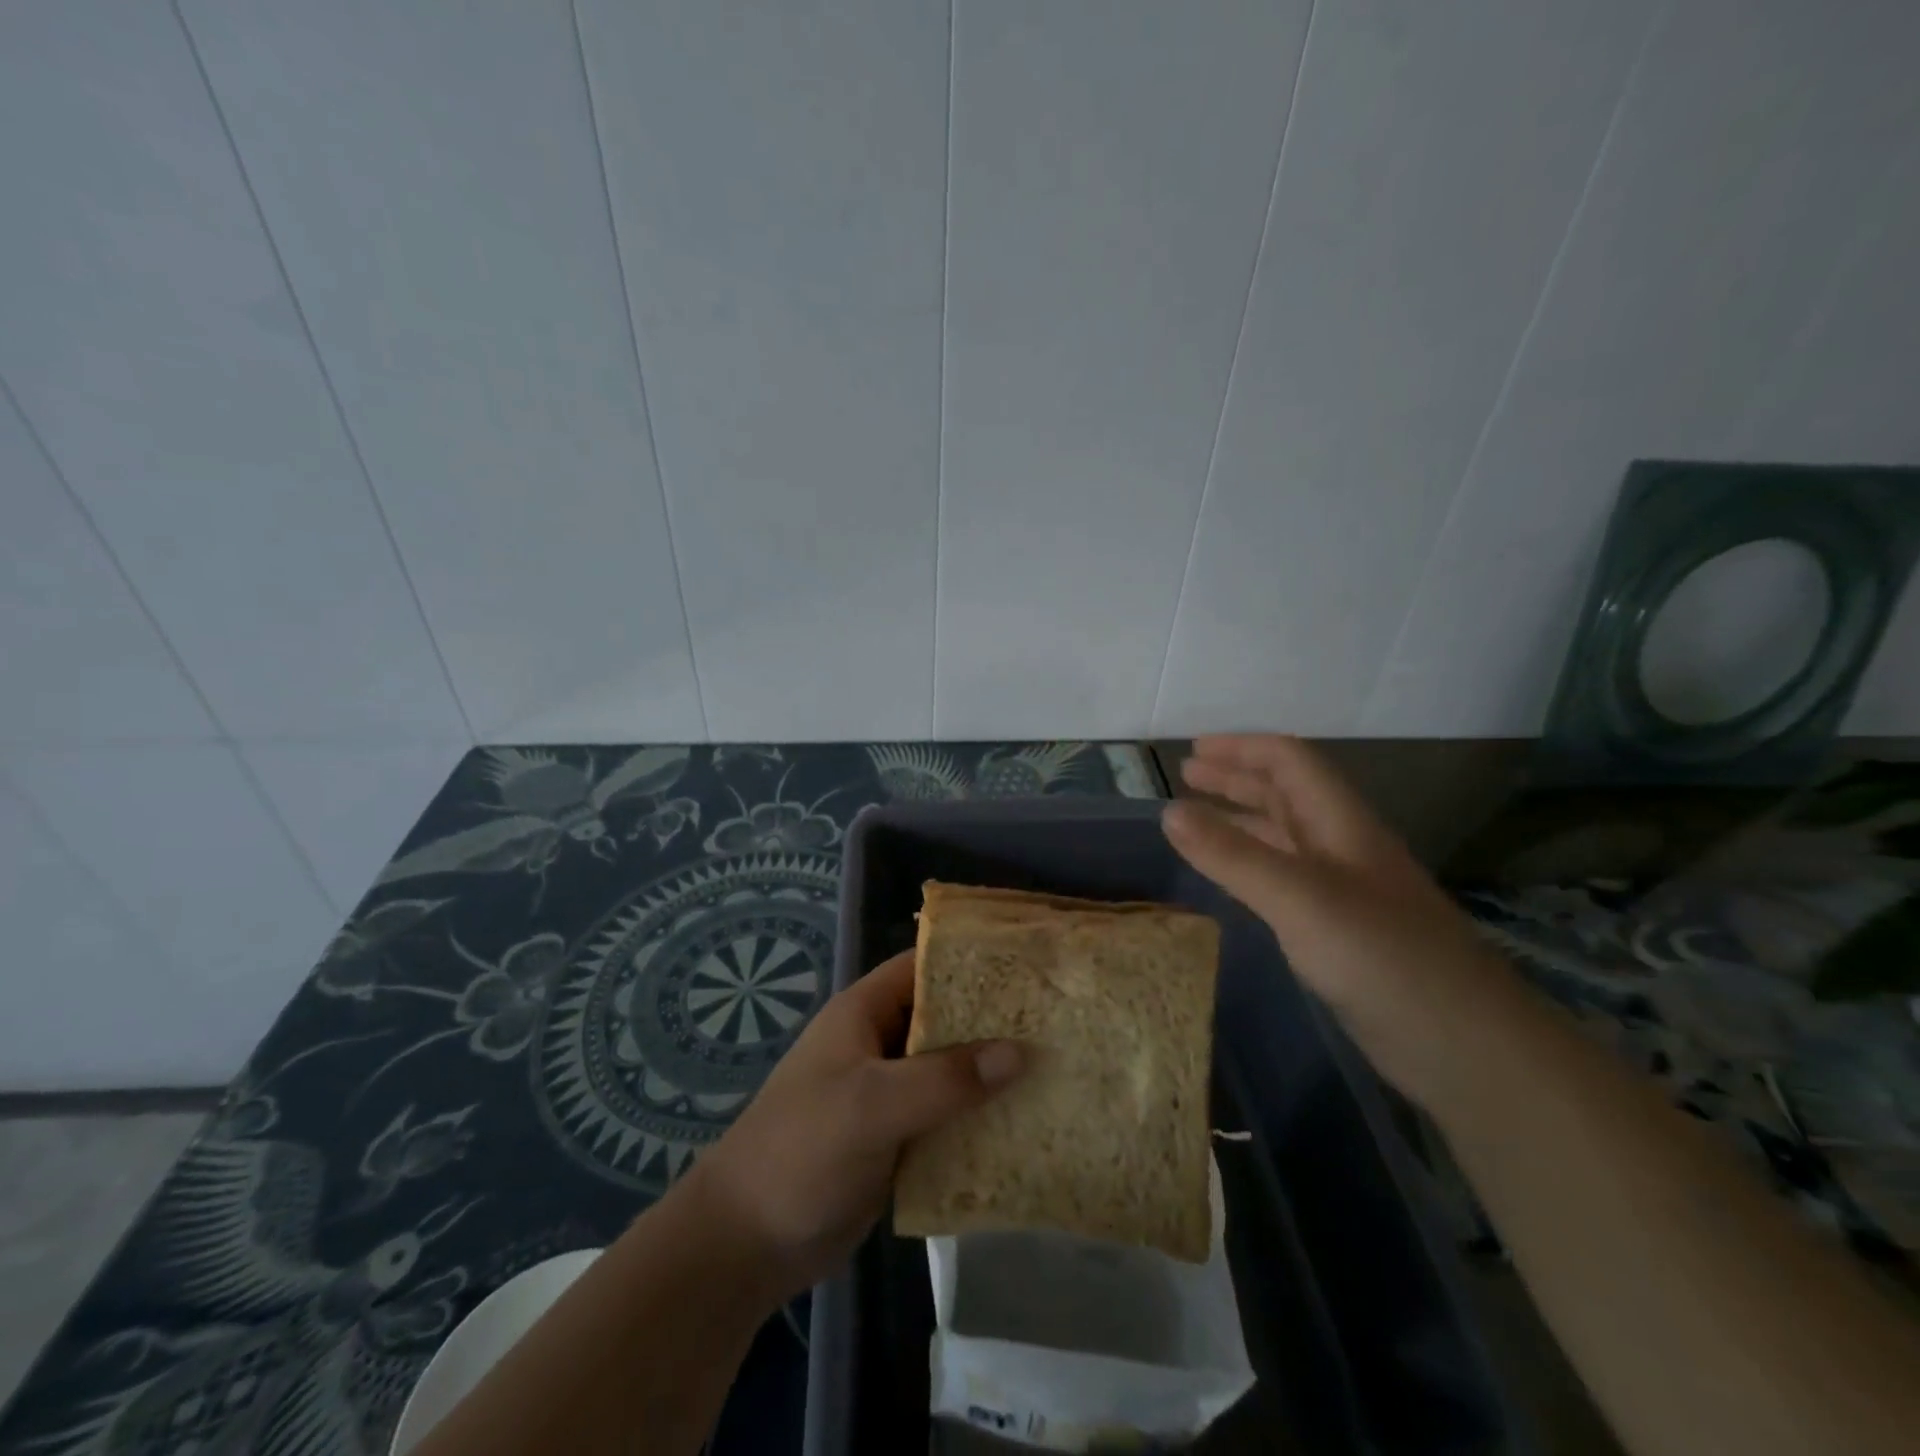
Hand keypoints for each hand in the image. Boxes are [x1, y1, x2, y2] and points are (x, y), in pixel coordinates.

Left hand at [688, 951, 1023, 1298]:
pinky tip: (1025, 1125)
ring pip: (949, 1071)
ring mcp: (887, 1093)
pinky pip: (945, 1116)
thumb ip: (945, 1079)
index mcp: (865, 1013)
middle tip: (1057, 1024)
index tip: (1030, 968)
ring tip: (1057, 1072)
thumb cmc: (803, 1151)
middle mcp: (879, 1044)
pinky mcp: (895, 1138)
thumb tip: (1020, 1052)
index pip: (924, 967)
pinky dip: (978, 1118)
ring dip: (990, 1075)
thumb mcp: (873, 1105)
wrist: (747, 1243)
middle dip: (994, 1022)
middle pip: (945, 1019)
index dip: (972, 962)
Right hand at [1162, 735, 1520, 1102]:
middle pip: (1286, 793)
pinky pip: (1285, 879)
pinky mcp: (1341, 931)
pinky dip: (1250, 865)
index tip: (1192, 749)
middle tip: (1186, 776)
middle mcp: (1344, 847)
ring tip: (1195, 820)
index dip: (1241, 748)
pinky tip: (1232, 878)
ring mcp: (1345, 891)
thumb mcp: (1298, 897)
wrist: (1464, 1046)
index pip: (1289, 762)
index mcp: (1341, 823)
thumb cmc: (1380, 956)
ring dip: (1241, 819)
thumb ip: (1232, 854)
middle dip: (1235, 778)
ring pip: (1284, 836)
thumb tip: (1168, 810)